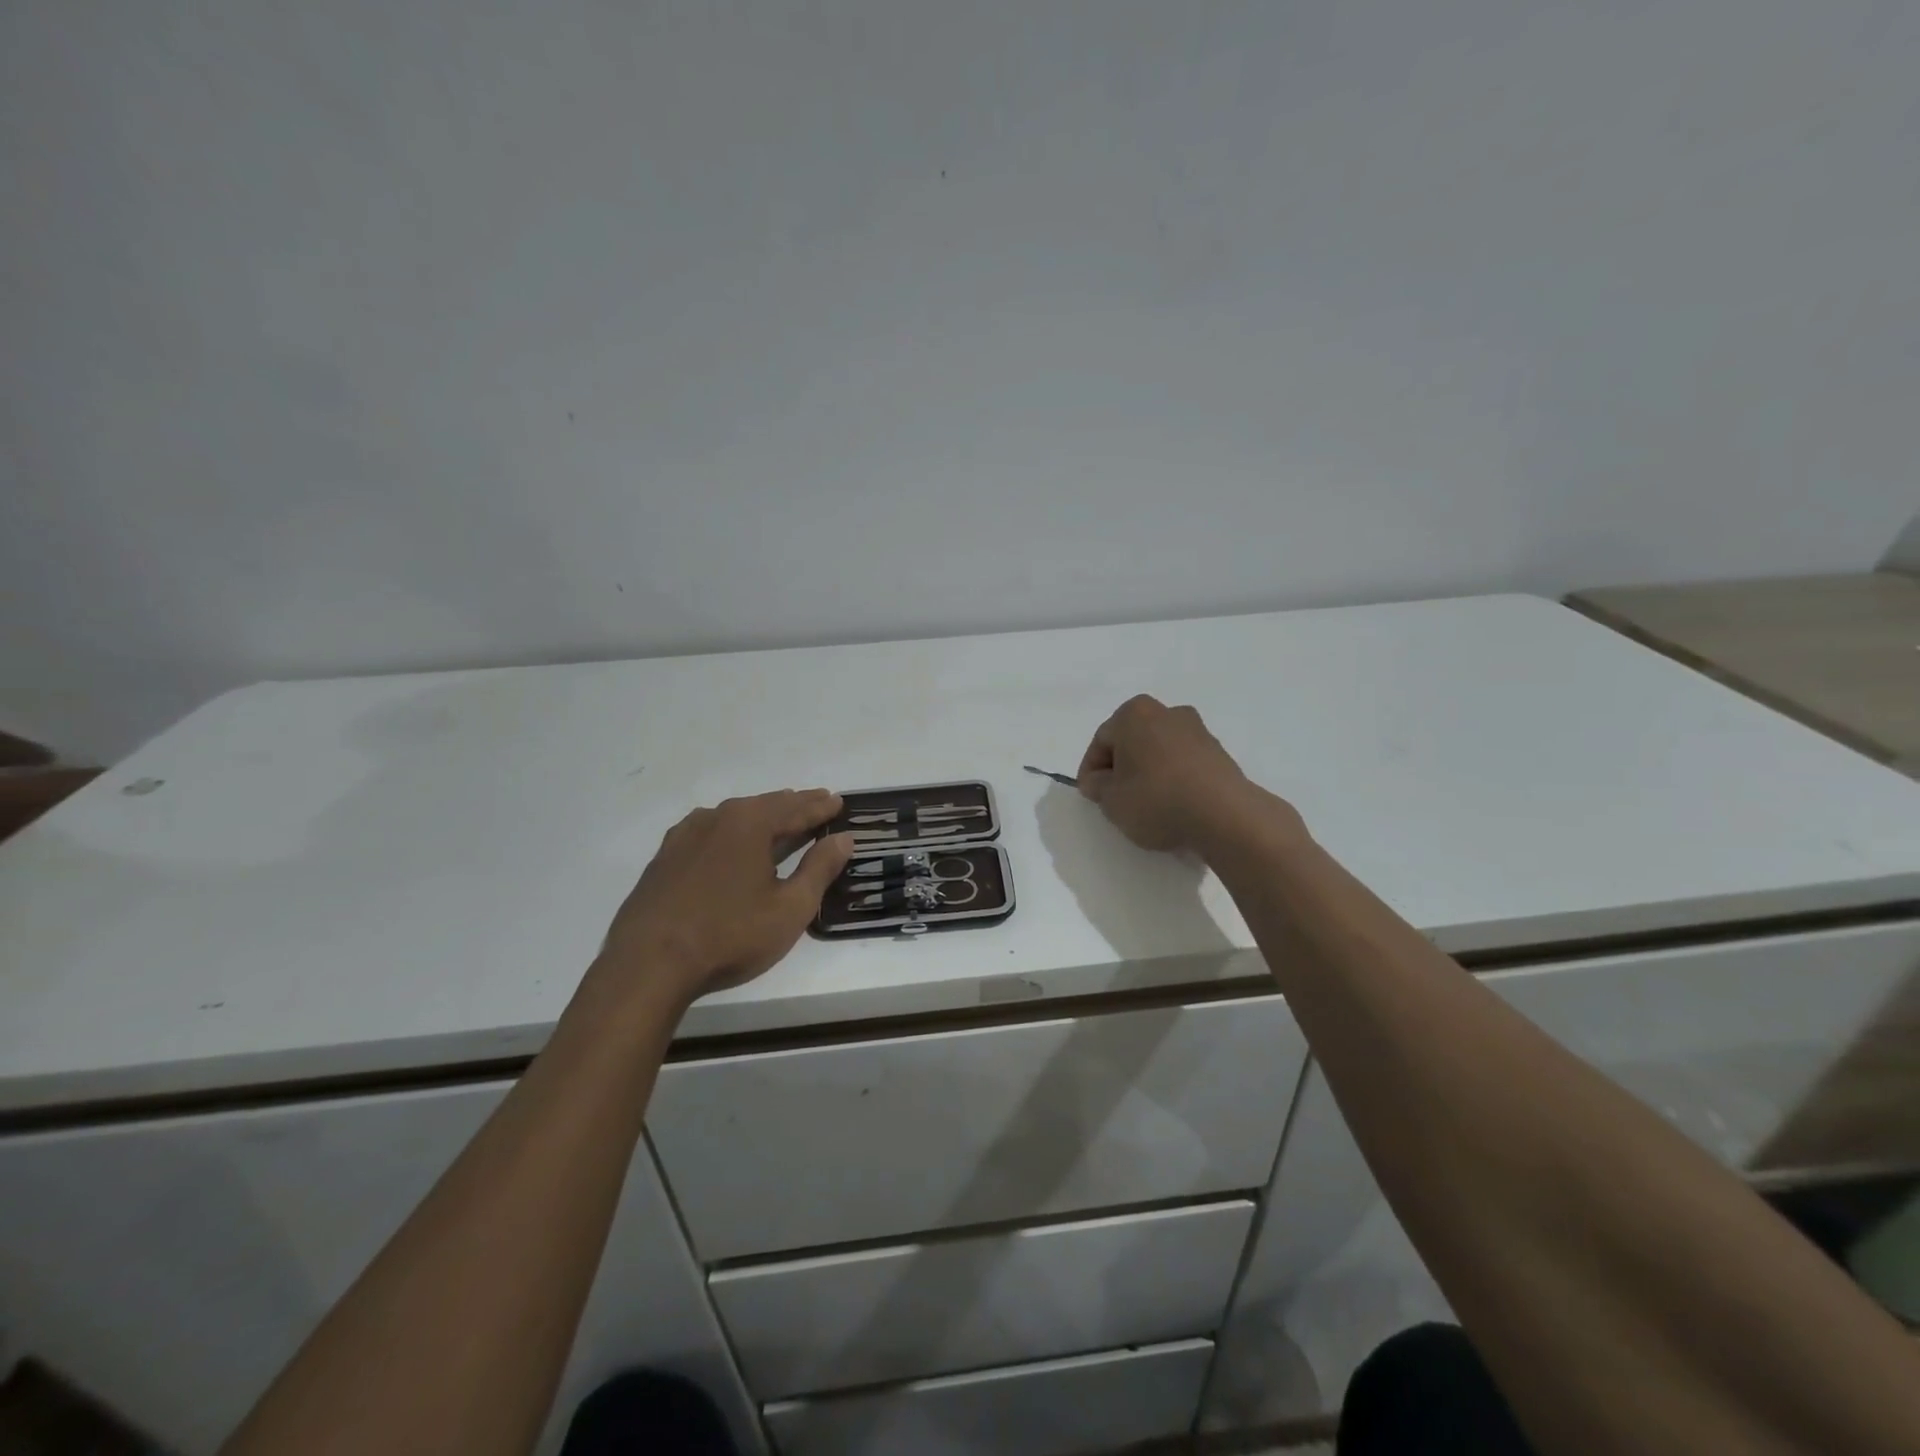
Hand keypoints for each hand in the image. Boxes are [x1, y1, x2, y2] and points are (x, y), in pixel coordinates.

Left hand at [595, 789, 854, 1009]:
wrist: (648, 965)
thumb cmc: (730, 936)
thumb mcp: (790, 908)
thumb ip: (820, 868)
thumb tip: (843, 838)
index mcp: (750, 823)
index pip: (796, 808)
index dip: (821, 807)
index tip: (839, 802)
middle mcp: (717, 818)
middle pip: (765, 806)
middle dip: (794, 805)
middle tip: (817, 802)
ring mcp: (685, 836)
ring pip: (733, 816)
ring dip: (761, 815)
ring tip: (779, 817)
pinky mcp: (664, 858)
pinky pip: (708, 832)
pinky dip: (729, 831)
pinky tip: (728, 840)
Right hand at [1078, 695, 1295, 852]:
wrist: (1224, 815)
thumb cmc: (1156, 799)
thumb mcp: (1111, 800)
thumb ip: (1097, 787)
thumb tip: (1098, 781)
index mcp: (1134, 713)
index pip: (1101, 741)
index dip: (1091, 771)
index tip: (1092, 796)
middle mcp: (1167, 712)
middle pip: (1132, 741)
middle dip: (1121, 768)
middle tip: (1116, 799)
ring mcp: (1198, 730)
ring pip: (1159, 751)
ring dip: (1149, 773)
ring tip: (1146, 806)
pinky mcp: (1219, 753)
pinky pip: (1184, 764)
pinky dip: (1173, 780)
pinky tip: (1173, 806)